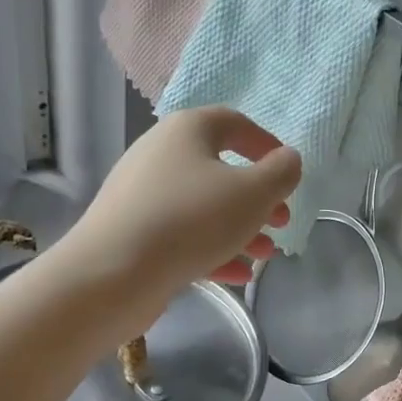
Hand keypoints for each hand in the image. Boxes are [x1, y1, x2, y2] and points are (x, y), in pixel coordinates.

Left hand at [66, 107, 300, 307]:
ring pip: (203, 207)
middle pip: (220, 170)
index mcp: (187, 131)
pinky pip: (182, 235)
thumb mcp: (253, 194)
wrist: (112, 272)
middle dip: (258, 198)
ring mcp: (143, 196)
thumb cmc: (191, 221)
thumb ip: (281, 173)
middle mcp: (160, 155)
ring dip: (240, 229)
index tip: (289, 174)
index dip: (267, 146)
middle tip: (281, 222)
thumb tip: (288, 160)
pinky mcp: (134, 233)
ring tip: (265, 255)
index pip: (234, 124)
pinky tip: (238, 276)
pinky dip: (212, 251)